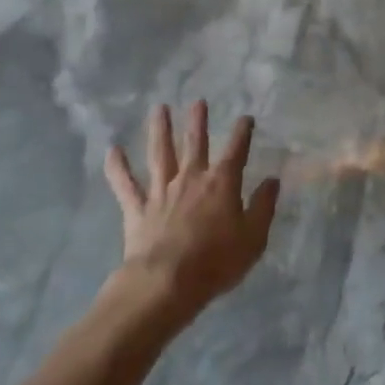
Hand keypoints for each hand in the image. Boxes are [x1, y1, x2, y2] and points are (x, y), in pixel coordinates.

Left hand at [104, 102, 279, 325]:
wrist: (167, 283)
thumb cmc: (216, 262)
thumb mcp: (253, 238)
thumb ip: (263, 207)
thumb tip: (272, 180)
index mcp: (221, 183)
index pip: (236, 150)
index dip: (242, 132)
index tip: (246, 118)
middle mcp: (190, 178)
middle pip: (195, 143)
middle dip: (198, 121)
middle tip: (198, 101)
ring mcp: (161, 191)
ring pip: (160, 153)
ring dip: (160, 130)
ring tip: (159, 108)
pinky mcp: (137, 209)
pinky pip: (125, 185)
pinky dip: (117, 168)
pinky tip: (112, 150)